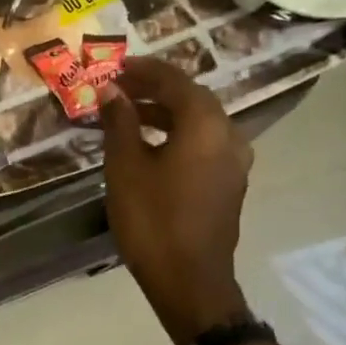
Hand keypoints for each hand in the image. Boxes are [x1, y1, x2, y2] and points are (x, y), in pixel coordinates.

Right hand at [100, 58, 252, 344]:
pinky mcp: (228, 183)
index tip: (115, 66)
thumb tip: (111, 90)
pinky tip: (151, 145)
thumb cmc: (151, 218)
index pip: (176, 81)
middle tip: (120, 87)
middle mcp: (229, 136)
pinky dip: (177, 134)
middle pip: (192, 99)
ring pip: (199, 122)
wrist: (188, 278)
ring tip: (129, 114)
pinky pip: (203, 144)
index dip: (144, 70)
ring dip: (166, 112)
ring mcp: (234, 162)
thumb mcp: (125, 166)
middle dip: (156, 89)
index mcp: (205, 126)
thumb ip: (120, 122)